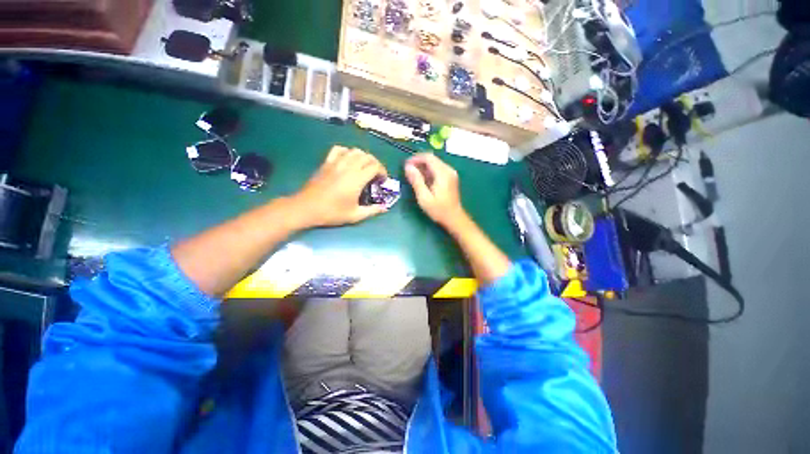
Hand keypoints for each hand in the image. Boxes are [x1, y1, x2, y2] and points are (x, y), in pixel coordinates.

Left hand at [293, 146, 388, 226]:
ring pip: (354, 151)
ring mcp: (336, 163)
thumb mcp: (355, 215)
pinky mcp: (327, 163)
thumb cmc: (332, 213)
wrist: (307, 208)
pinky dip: (347, 152)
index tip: (382, 180)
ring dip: (363, 157)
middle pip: (367, 156)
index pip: (375, 166)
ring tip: (364, 167)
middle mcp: (348, 167)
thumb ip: (372, 210)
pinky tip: (348, 160)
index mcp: (357, 179)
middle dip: (375, 163)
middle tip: (376, 174)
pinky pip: (339, 150)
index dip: (382, 171)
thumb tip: (385, 207)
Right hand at [404, 153, 467, 227]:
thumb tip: (408, 167)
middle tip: (407, 172)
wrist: (454, 219)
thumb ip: (416, 180)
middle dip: (418, 163)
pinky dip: (428, 172)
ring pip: (434, 164)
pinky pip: (438, 170)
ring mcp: (450, 174)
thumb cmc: (439, 210)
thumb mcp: (424, 197)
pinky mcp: (450, 178)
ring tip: (412, 176)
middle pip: (432, 159)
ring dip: (423, 167)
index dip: (415, 158)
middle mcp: (448, 170)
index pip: (428, 157)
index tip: (405, 165)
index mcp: (443, 173)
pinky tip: (422, 181)